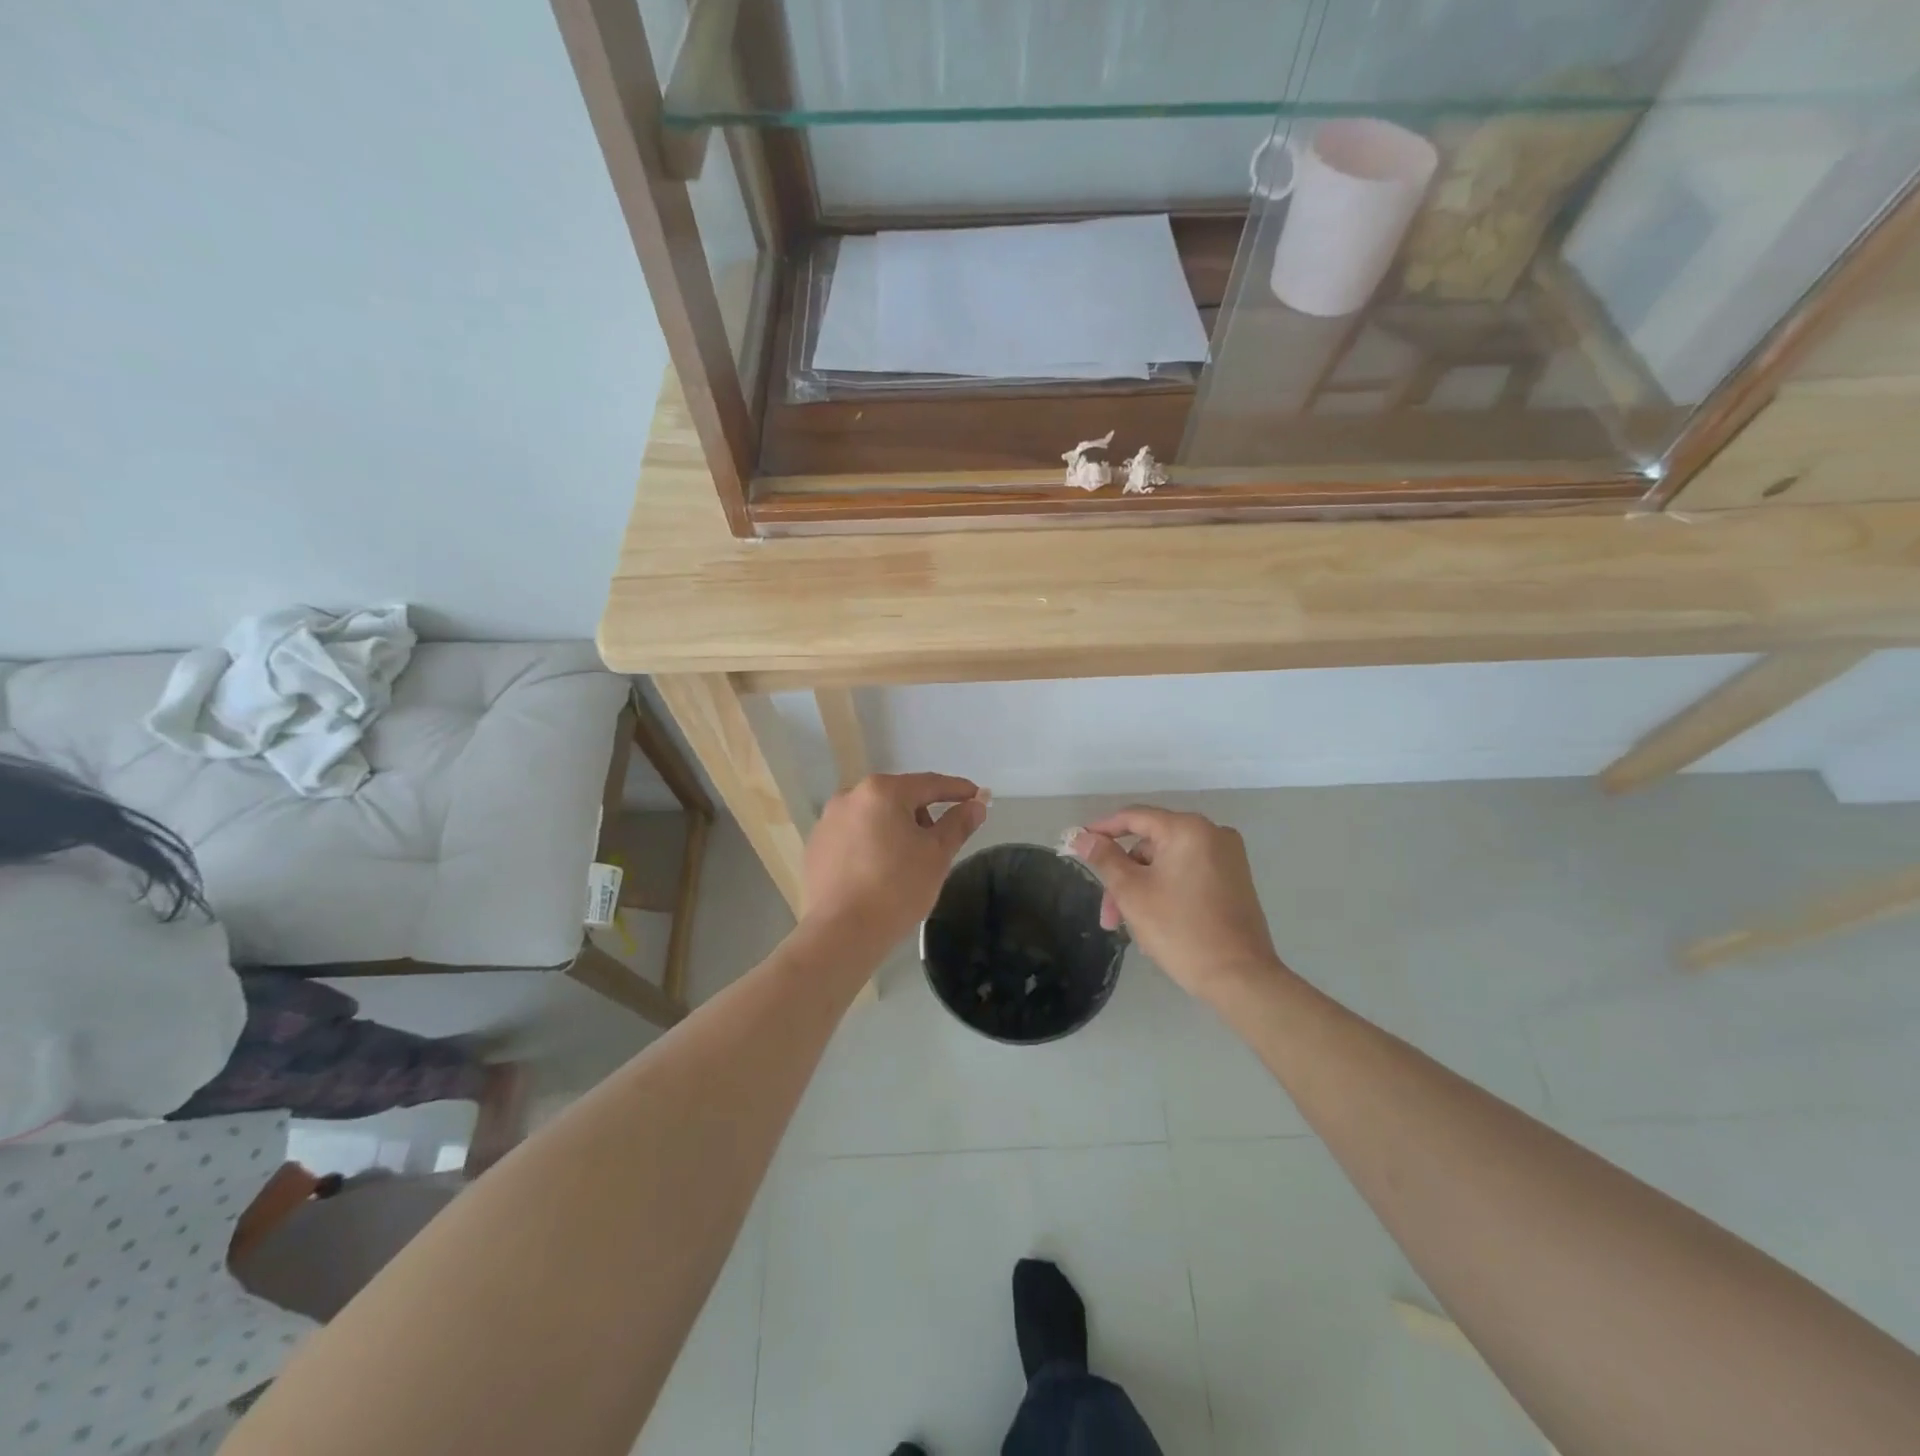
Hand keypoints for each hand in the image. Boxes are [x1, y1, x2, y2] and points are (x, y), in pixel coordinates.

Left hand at [801, 773, 987, 956]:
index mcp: (882, 791)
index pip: (930, 784)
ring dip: (896, 829)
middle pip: (899, 798)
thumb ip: (958, 823)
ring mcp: (828, 821)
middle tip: (939, 844)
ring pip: (875, 816)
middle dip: (923, 815)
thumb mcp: (937, 855)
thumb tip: (977, 804)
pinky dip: (871, 845)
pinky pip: (854, 836)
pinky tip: (878, 872)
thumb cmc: (896, 889)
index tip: (978, 796)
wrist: (841, 934)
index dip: (958, 790)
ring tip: (907, 862)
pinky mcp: (816, 846)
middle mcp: (850, 796)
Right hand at [1069, 807, 1281, 1002]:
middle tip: (1108, 914)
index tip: (1077, 844)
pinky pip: (1188, 874)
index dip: (1101, 829)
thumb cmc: (1180, 930)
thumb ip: (1105, 858)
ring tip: (1129, 928)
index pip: (1134, 817)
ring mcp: (1228, 858)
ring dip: (1143, 889)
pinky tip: (1154, 922)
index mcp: (1188, 829)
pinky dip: (1166, 891)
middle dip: (1124, 876)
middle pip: (1151, 845)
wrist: (1240, 977)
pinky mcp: (1235, 880)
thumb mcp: (1132, 892)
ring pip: (1168, 863)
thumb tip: (1082, 836)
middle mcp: (1213, 834)